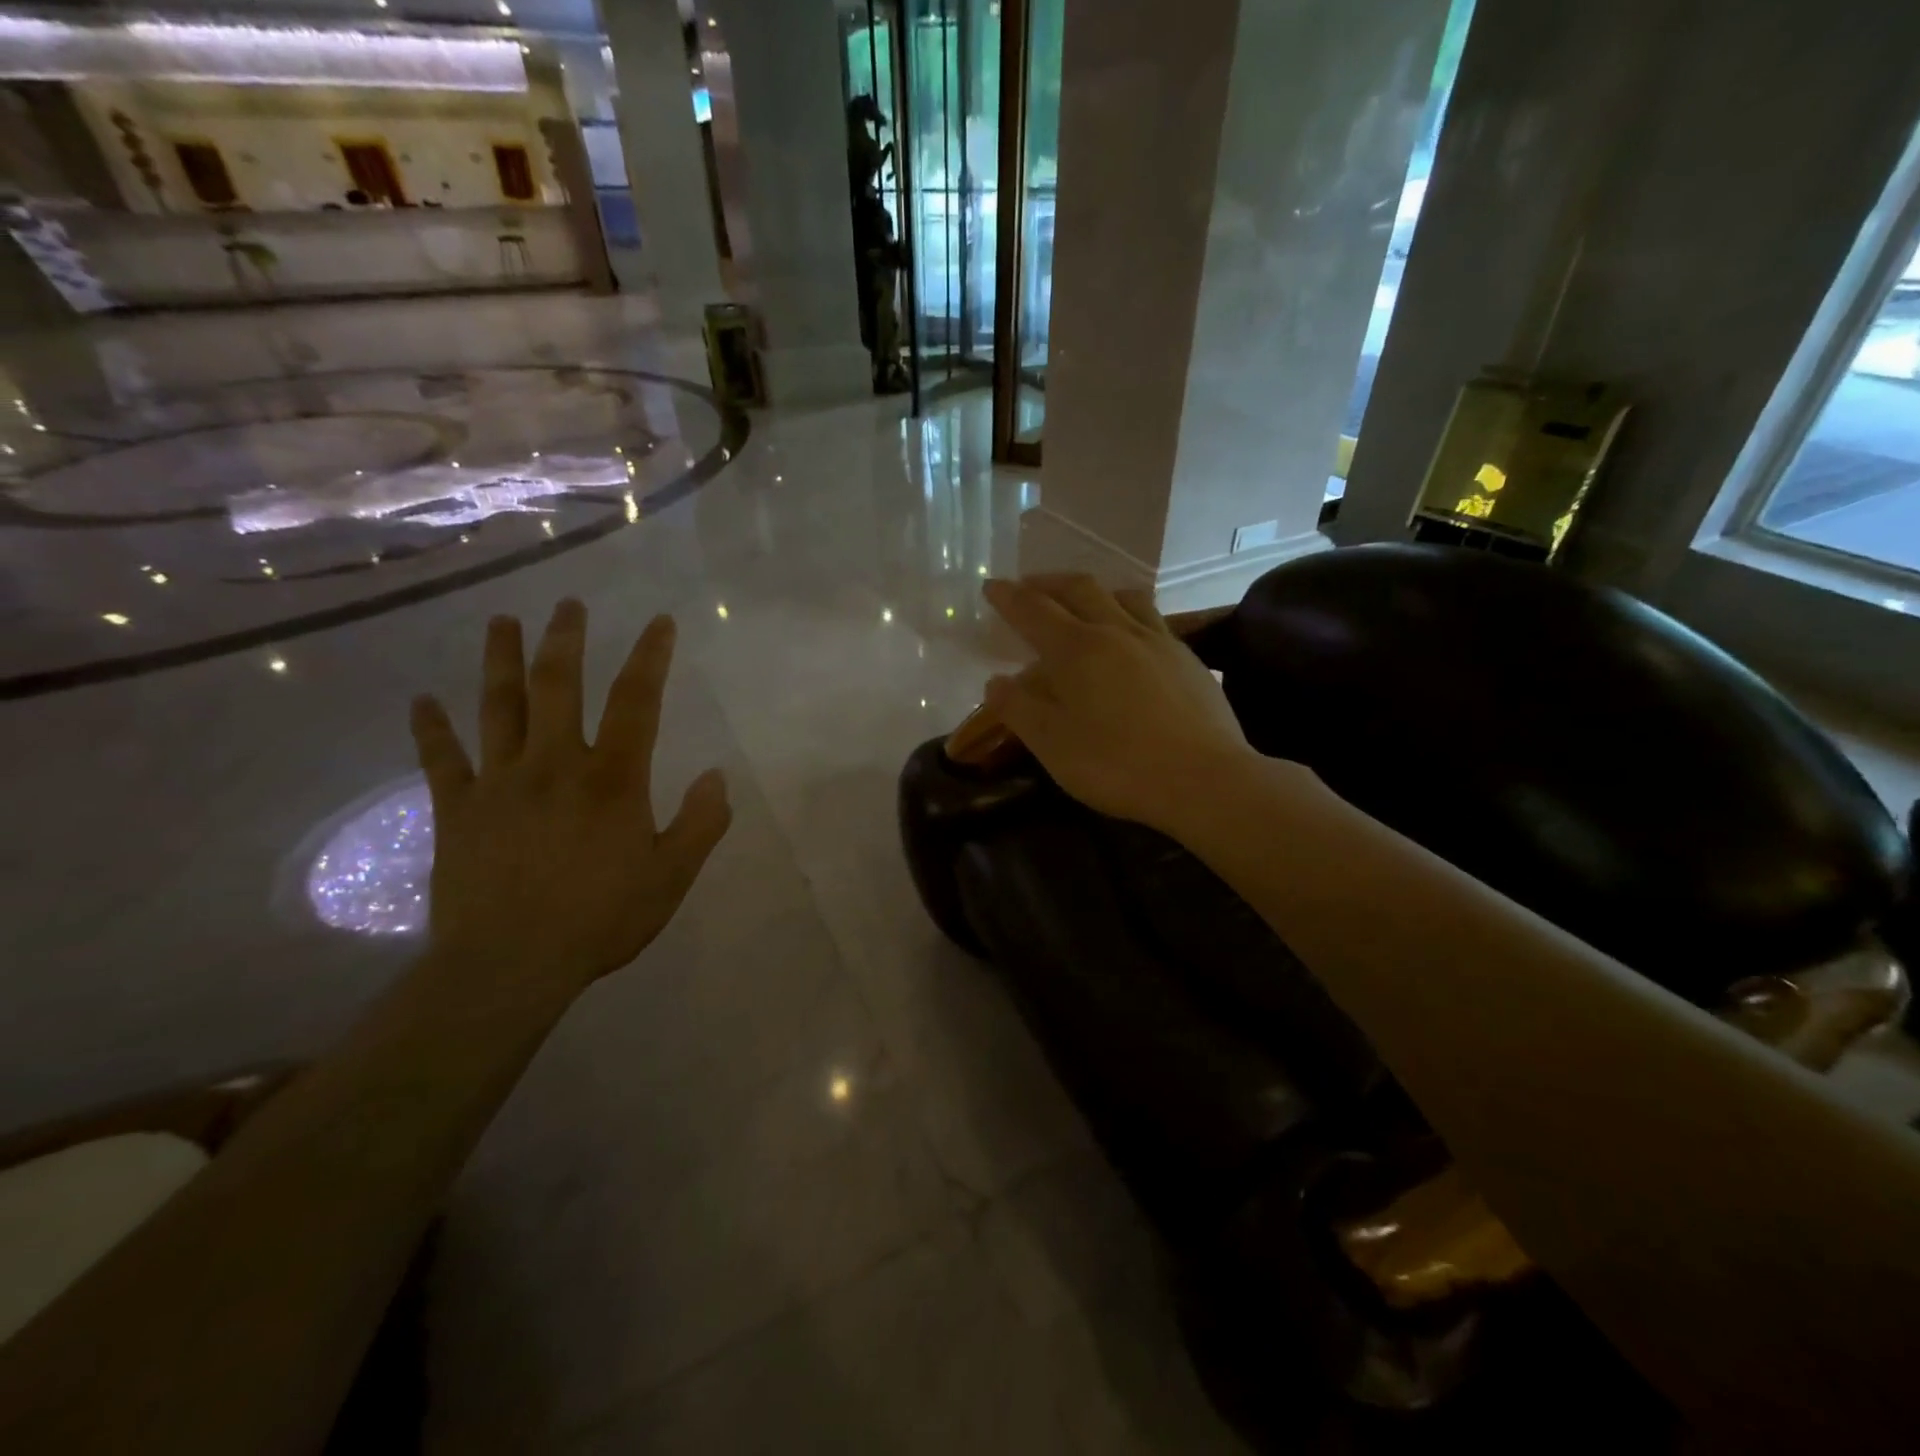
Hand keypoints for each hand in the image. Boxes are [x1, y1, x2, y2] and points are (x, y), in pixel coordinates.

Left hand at [409, 599, 731, 995]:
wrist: (510, 964)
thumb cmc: (601, 918)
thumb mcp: (672, 875)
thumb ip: (701, 823)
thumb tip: (716, 776)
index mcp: (612, 778)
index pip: (637, 701)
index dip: (650, 657)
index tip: (659, 622)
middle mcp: (555, 764)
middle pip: (558, 686)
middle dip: (566, 640)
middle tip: (568, 604)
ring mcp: (500, 783)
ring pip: (499, 707)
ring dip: (500, 660)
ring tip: (500, 622)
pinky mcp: (458, 810)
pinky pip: (442, 760)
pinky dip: (430, 728)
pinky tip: (421, 701)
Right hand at [981, 575, 1257, 832]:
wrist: (1204, 779)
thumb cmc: (1117, 764)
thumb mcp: (1052, 744)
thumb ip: (1018, 709)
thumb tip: (996, 682)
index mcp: (1077, 649)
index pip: (1033, 610)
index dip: (1008, 596)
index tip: (992, 586)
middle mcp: (1117, 631)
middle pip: (1079, 588)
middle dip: (1048, 583)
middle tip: (1029, 587)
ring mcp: (1158, 640)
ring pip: (1123, 596)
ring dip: (1093, 591)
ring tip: (1082, 602)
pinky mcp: (1187, 658)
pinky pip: (1152, 619)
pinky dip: (1127, 615)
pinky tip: (1131, 639)